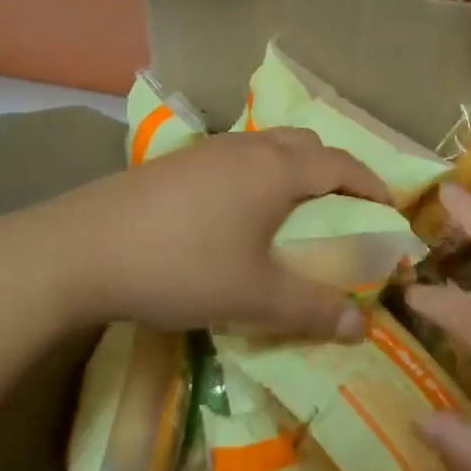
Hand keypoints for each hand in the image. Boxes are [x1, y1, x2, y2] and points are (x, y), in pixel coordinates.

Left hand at [0, 128, 391, 339]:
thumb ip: (312, 309)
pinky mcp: (177, 163)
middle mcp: (247, 148)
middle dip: (334, 170)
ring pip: (268, 146)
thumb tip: (361, 327)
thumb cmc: (181, 266)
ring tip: (293, 210)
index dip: (371, 183)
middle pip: (307, 143)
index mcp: (276, 170)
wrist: (81, 249)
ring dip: (293, 169)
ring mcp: (208, 150)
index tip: (389, 209)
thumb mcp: (254, 296)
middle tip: (343, 208)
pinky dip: (258, 174)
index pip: (341, 164)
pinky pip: (237, 157)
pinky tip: (237, 213)